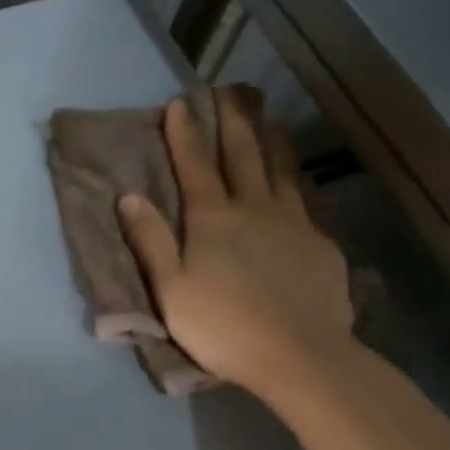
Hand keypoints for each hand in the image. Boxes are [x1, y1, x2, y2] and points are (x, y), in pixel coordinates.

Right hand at [118, 90, 354, 396]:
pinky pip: (306, 199)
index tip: (180, 104)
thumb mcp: (171, 289)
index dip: (185, 134)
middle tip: (228, 92)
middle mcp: (254, 209)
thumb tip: (128, 196)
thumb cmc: (223, 326)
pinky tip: (299, 177)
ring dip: (270, 141)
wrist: (300, 356)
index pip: (195, 166)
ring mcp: (293, 223)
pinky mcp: (321, 244)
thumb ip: (151, 241)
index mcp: (213, 219)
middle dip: (232, 122)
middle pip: (243, 156)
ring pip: (281, 171)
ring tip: (268, 119)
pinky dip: (298, 179)